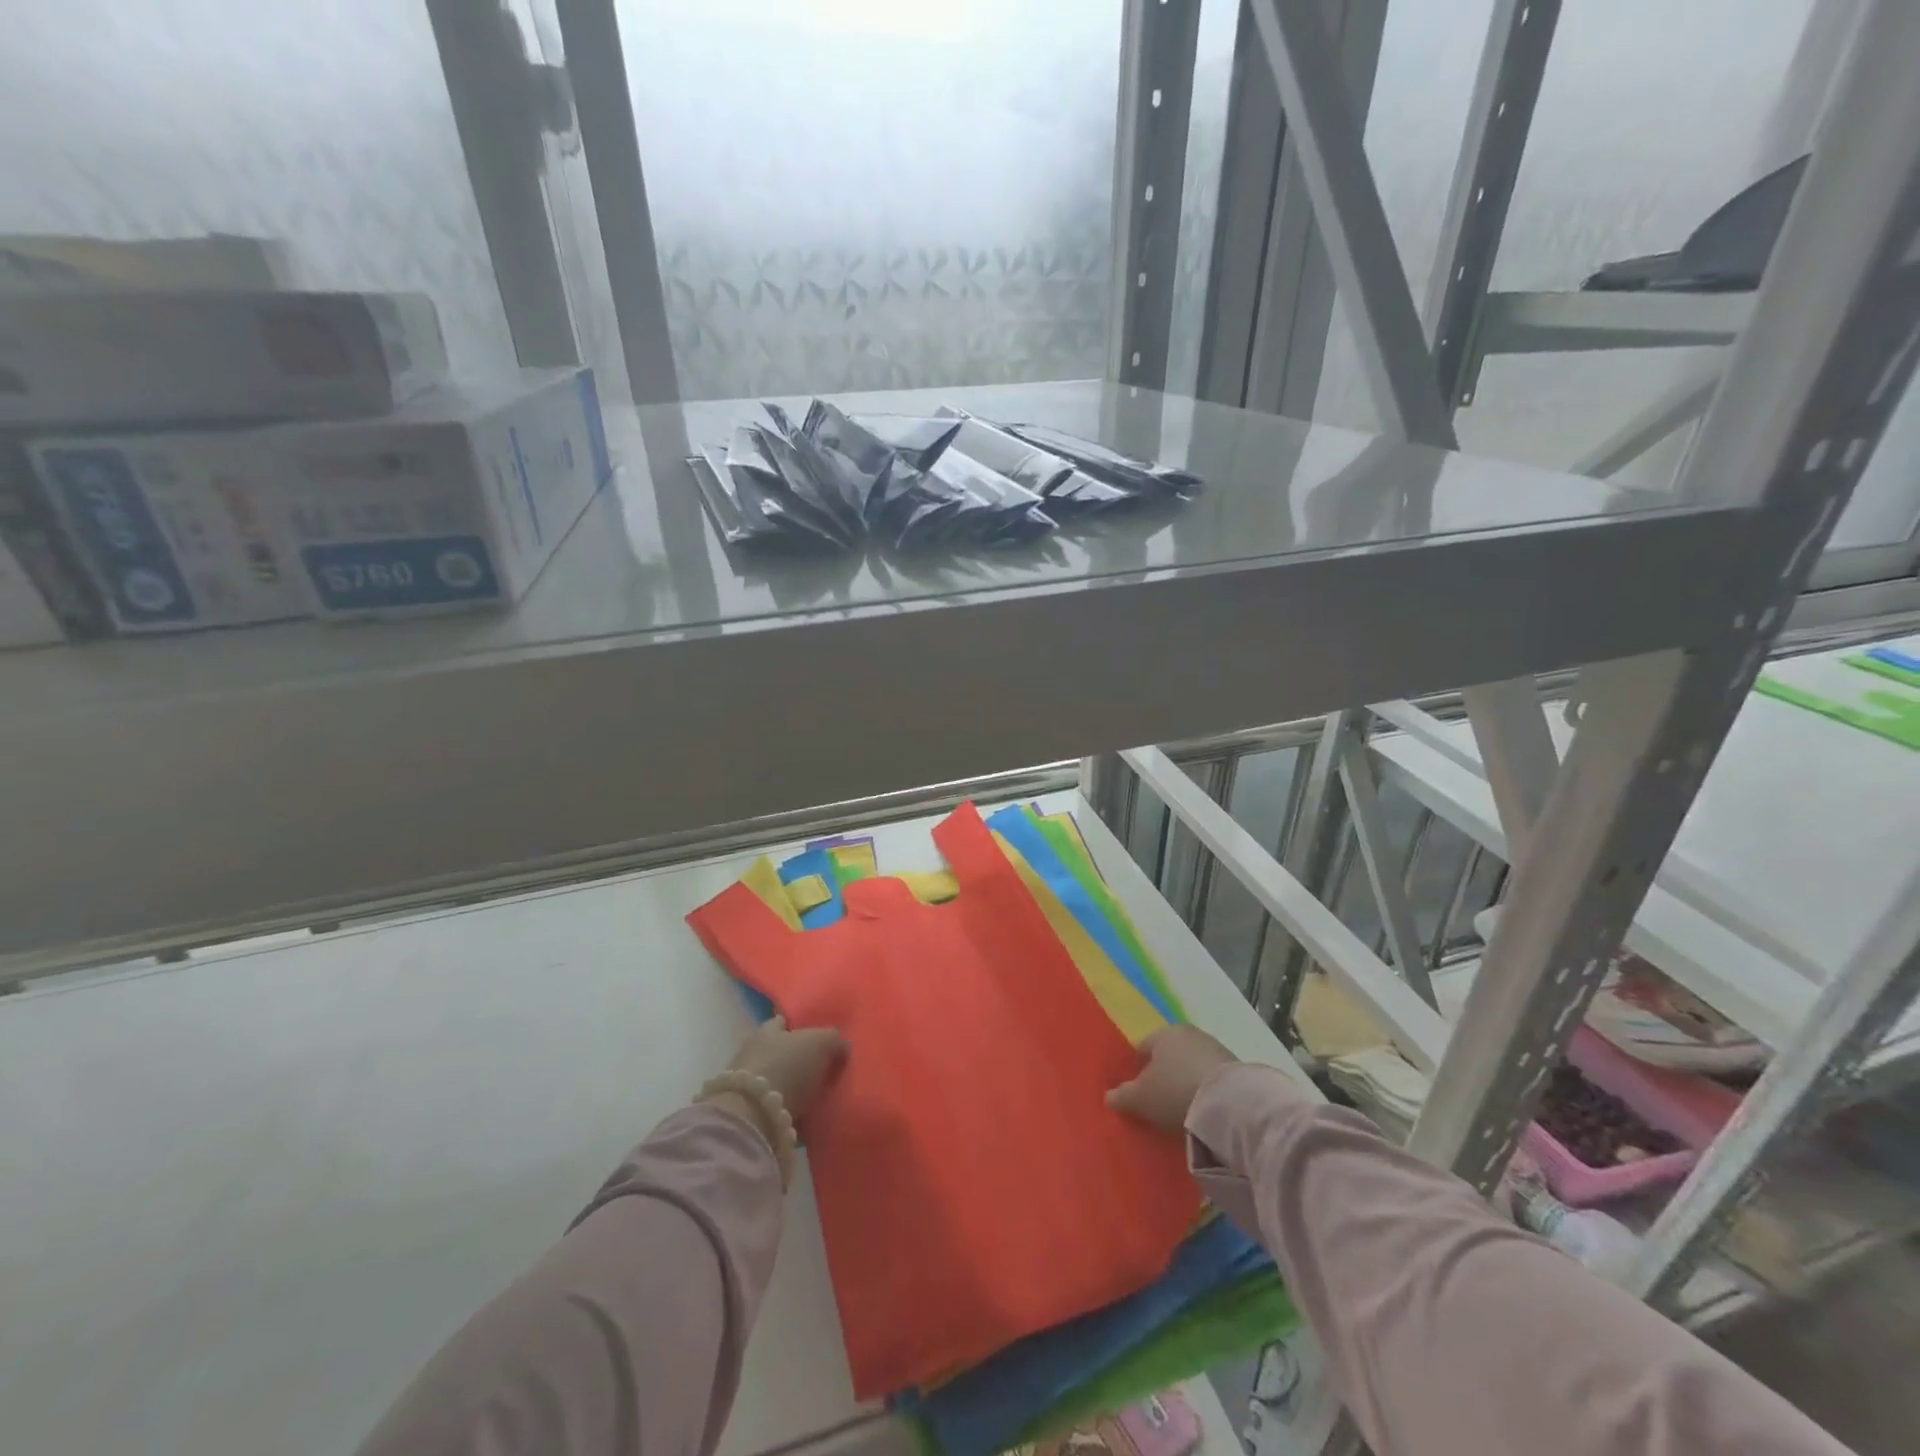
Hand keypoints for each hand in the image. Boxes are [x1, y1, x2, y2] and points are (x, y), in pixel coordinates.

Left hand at [727, 1015, 847, 1121]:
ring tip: (820, 1094)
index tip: (821, 1036)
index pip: (785, 1022)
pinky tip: (808, 1114)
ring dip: (795, 1086)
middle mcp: (754, 1053)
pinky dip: (790, 1109)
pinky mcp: (751, 1114)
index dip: (802, 1026)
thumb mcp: (820, 1042)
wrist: (754, 1116)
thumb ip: (833, 1039)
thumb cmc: (787, 1065)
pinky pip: (777, 1106)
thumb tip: (843, 1044)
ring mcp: (751, 1086)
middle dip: (800, 1058)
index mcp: (767, 1030)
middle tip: (826, 1067)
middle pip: (782, 1051)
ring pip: (779, 1079)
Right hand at [1106, 1025, 1237, 1133]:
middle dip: (1162, 1076)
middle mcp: (1188, 1033)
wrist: (1230, 1103)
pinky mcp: (1235, 1067)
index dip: (1136, 1071)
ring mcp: (1214, 1048)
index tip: (1136, 1094)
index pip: (1142, 1049)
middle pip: (1168, 1056)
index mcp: (1162, 1033)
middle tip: (1158, 1103)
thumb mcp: (1141, 1099)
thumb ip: (1122, 1096)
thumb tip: (1108, 1096)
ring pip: (1190, 1065)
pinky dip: (1204, 1090)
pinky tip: (1202, 1110)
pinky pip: (1209, 1078)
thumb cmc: (1174, 1091)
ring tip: (1182, 1110)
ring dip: (1185, 1083)